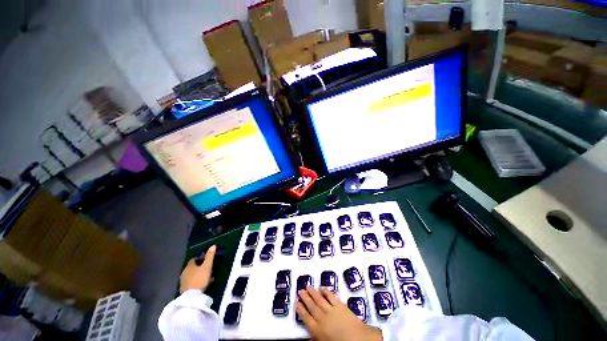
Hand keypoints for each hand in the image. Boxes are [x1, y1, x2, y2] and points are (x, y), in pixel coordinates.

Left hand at [180, 245, 215, 292]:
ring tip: (206, 277)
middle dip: (199, 267)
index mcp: (189, 266)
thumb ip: (210, 256)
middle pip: (192, 267)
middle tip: (207, 269)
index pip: (193, 259)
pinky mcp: (184, 289)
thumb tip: (213, 245)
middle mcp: (184, 272)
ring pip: (191, 275)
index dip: (200, 259)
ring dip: (198, 275)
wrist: (192, 297)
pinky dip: (196, 281)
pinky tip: (202, 284)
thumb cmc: (200, 279)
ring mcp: (183, 281)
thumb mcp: (207, 266)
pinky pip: (191, 282)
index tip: (206, 260)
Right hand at [296, 288, 381, 340]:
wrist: (357, 340)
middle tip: (300, 291)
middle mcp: (322, 318)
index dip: (300, 309)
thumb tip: (308, 338)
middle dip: (305, 298)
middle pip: (311, 306)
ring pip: (319, 299)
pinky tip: (322, 288)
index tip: (296, 302)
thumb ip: (315, 338)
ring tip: (308, 287)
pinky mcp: (339, 305)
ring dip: (313, 293)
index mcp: (317, 330)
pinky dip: (326, 291)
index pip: (306, 317)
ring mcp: (331, 310)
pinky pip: (330, 296)